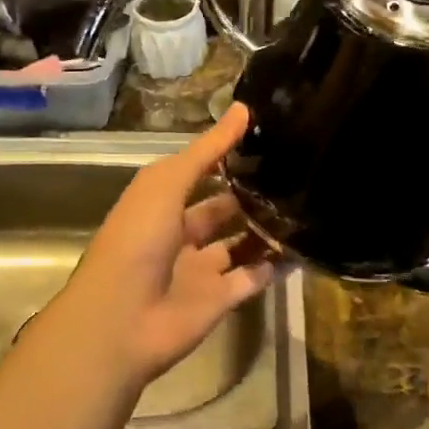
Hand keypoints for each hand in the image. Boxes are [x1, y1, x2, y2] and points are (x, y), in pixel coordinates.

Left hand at [29, 104, 276, 394]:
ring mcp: (200, 268)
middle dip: (251, 193)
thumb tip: (245, 109)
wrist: (122, 319)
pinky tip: (305, 246)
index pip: (198, 172)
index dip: (226, 155)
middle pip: (221, 208)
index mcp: (160, 203)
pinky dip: (275, 265)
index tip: (266, 136)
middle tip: (295, 172)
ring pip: (240, 243)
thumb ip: (207, 150)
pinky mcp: (219, 300)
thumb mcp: (166, 183)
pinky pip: (253, 278)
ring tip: (306, 204)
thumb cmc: (136, 239)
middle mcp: (180, 233)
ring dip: (266, 228)